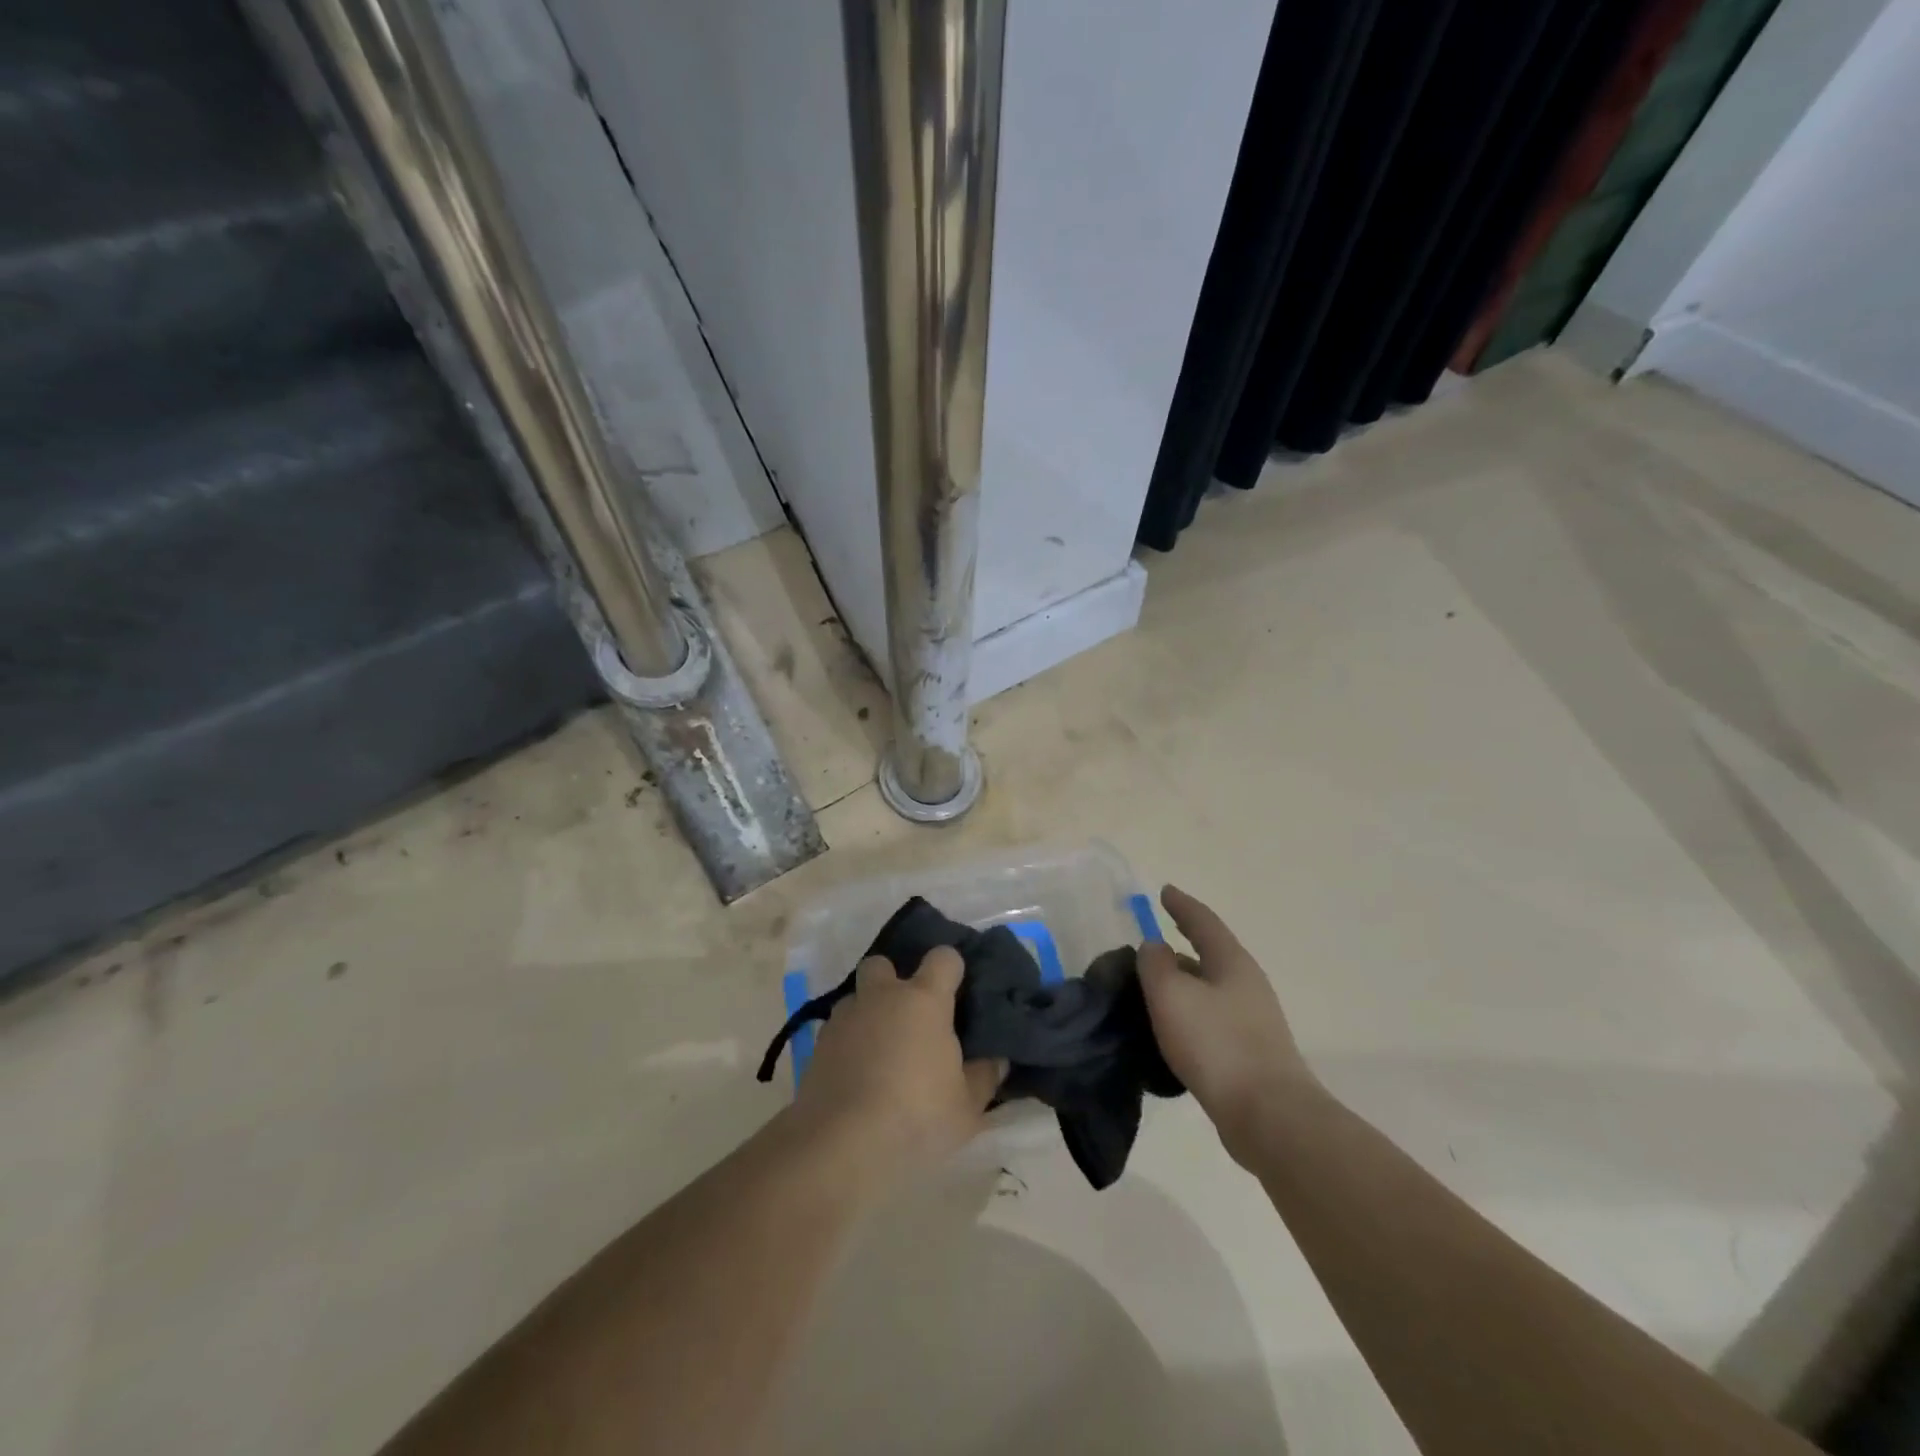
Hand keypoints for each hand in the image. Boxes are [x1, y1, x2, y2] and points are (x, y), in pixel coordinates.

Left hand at [791, 948, 1005, 1179]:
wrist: (841, 1144)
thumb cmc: (916, 1117)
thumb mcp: (967, 1107)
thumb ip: (984, 1076)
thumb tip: (996, 1058)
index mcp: (924, 1000)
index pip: (943, 958)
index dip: (951, 968)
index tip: (957, 991)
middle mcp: (882, 996)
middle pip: (883, 964)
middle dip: (893, 980)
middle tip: (907, 1016)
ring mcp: (845, 1017)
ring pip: (856, 999)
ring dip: (868, 1015)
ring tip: (879, 1052)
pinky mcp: (817, 1045)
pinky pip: (837, 1031)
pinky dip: (847, 1044)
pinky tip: (855, 1076)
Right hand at [1138, 885, 1322, 1164]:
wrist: (1269, 1117)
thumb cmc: (1217, 1044)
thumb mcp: (1172, 995)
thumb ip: (1155, 964)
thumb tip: (1154, 948)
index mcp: (1232, 962)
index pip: (1203, 921)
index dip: (1181, 905)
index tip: (1164, 891)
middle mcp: (1247, 985)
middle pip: (1209, 956)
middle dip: (1179, 948)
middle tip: (1148, 947)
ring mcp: (1253, 1022)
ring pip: (1208, 991)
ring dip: (1182, 986)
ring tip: (1150, 992)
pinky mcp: (1250, 1055)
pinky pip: (1211, 1022)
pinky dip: (1188, 1016)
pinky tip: (1169, 1033)